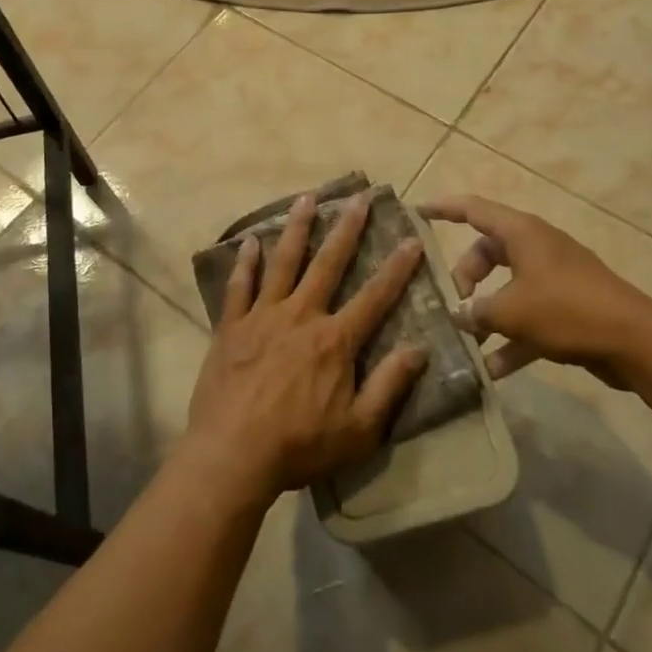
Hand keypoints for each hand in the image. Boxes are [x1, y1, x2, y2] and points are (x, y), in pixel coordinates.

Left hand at [183, 192, 428, 505]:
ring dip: (296, 228)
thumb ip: (389, 386)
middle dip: (346, 228)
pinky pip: (240, 286)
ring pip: (283, 262)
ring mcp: (263, 316)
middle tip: (358, 197)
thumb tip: (419, 349)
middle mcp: (301, 316)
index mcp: (335, 340)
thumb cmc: (300, 446)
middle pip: (328, 264)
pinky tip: (250, 241)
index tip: (411, 240)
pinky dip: (246, 262)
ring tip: (306, 198)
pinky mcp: (232, 326)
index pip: (375, 297)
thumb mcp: (359, 429)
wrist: (233, 454)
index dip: (397, 269)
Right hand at [419, 195, 651, 386]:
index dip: (443, 209)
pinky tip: (493, 369)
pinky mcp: (567, 306)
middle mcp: (536, 247)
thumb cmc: (566, 311)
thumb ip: (476, 311)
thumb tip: (457, 314)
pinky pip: (528, 315)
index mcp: (521, 233)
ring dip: (486, 311)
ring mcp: (554, 277)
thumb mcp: (510, 311)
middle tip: (452, 304)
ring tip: (467, 339)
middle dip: (464, 277)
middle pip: (487, 252)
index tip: (416, 212)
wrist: (636, 342)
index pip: (473, 209)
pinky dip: (511, 337)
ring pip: (506, 286)